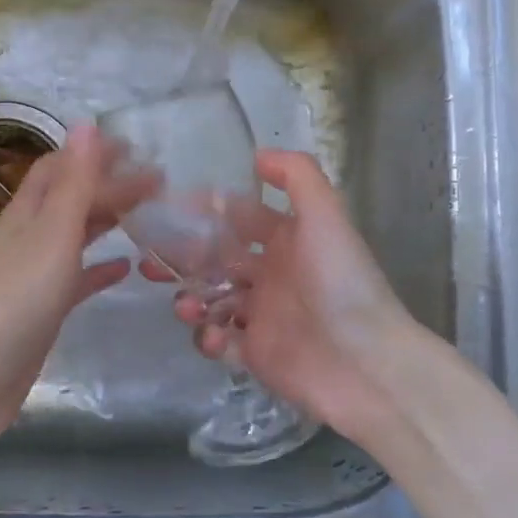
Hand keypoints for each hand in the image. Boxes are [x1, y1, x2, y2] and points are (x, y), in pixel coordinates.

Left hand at [0, 126, 151, 457]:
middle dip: (110, 185)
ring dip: (108, 220)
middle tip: (159, 183)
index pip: (60, 167)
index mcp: (28, 213)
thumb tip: (86, 123)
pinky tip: (127, 268)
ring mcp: (35, 275)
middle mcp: (30, 237)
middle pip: (72, 198)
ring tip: (149, 213)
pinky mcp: (43, 311)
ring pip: (76, 235)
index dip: (92, 153)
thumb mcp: (52, 235)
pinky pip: (78, 278)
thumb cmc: (15, 301)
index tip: (136, 148)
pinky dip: (101, 267)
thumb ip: (74, 183)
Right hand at [144, 149, 435, 443]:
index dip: (206, 210)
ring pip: (211, 299)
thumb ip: (297, 175)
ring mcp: (261, 315)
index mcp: (286, 240)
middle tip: (152, 262)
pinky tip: (213, 337)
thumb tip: (258, 154)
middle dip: (184, 257)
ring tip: (185, 306)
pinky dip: (207, 337)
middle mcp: (271, 273)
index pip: (238, 216)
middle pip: (216, 258)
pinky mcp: (255, 354)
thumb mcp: (326, 214)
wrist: (365, 363)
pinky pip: (219, 341)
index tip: (168, 208)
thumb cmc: (341, 281)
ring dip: (190, 298)